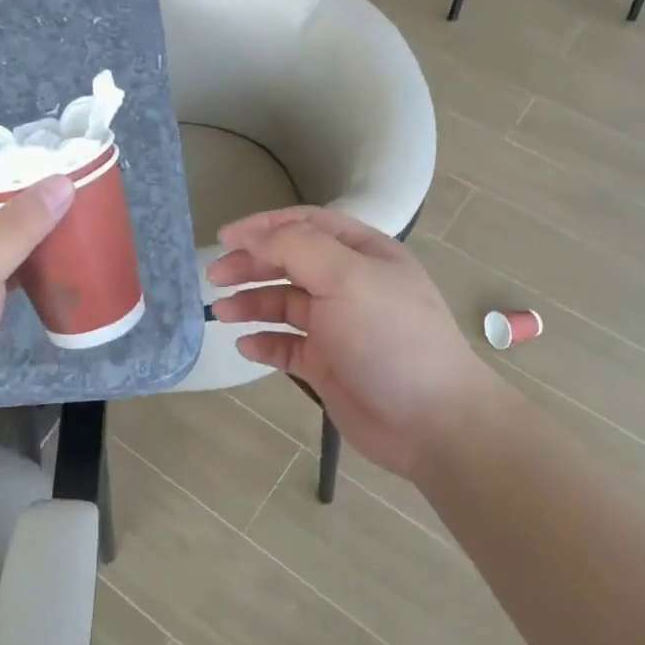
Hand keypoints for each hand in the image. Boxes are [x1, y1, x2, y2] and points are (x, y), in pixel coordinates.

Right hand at [207, 206, 500, 483]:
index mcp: (362, 253)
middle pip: (289, 262)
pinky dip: (264, 343)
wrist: (431, 420)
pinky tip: (246, 346)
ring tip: (222, 313)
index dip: (263, 226)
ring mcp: (338, 326)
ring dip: (251, 303)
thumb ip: (296, 247)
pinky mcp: (327, 364)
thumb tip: (252, 237)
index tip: (224, 237)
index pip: (306, 224)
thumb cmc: (390, 337)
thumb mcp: (346, 277)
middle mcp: (349, 284)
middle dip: (251, 264)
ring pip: (283, 304)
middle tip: (214, 276)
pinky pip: (287, 346)